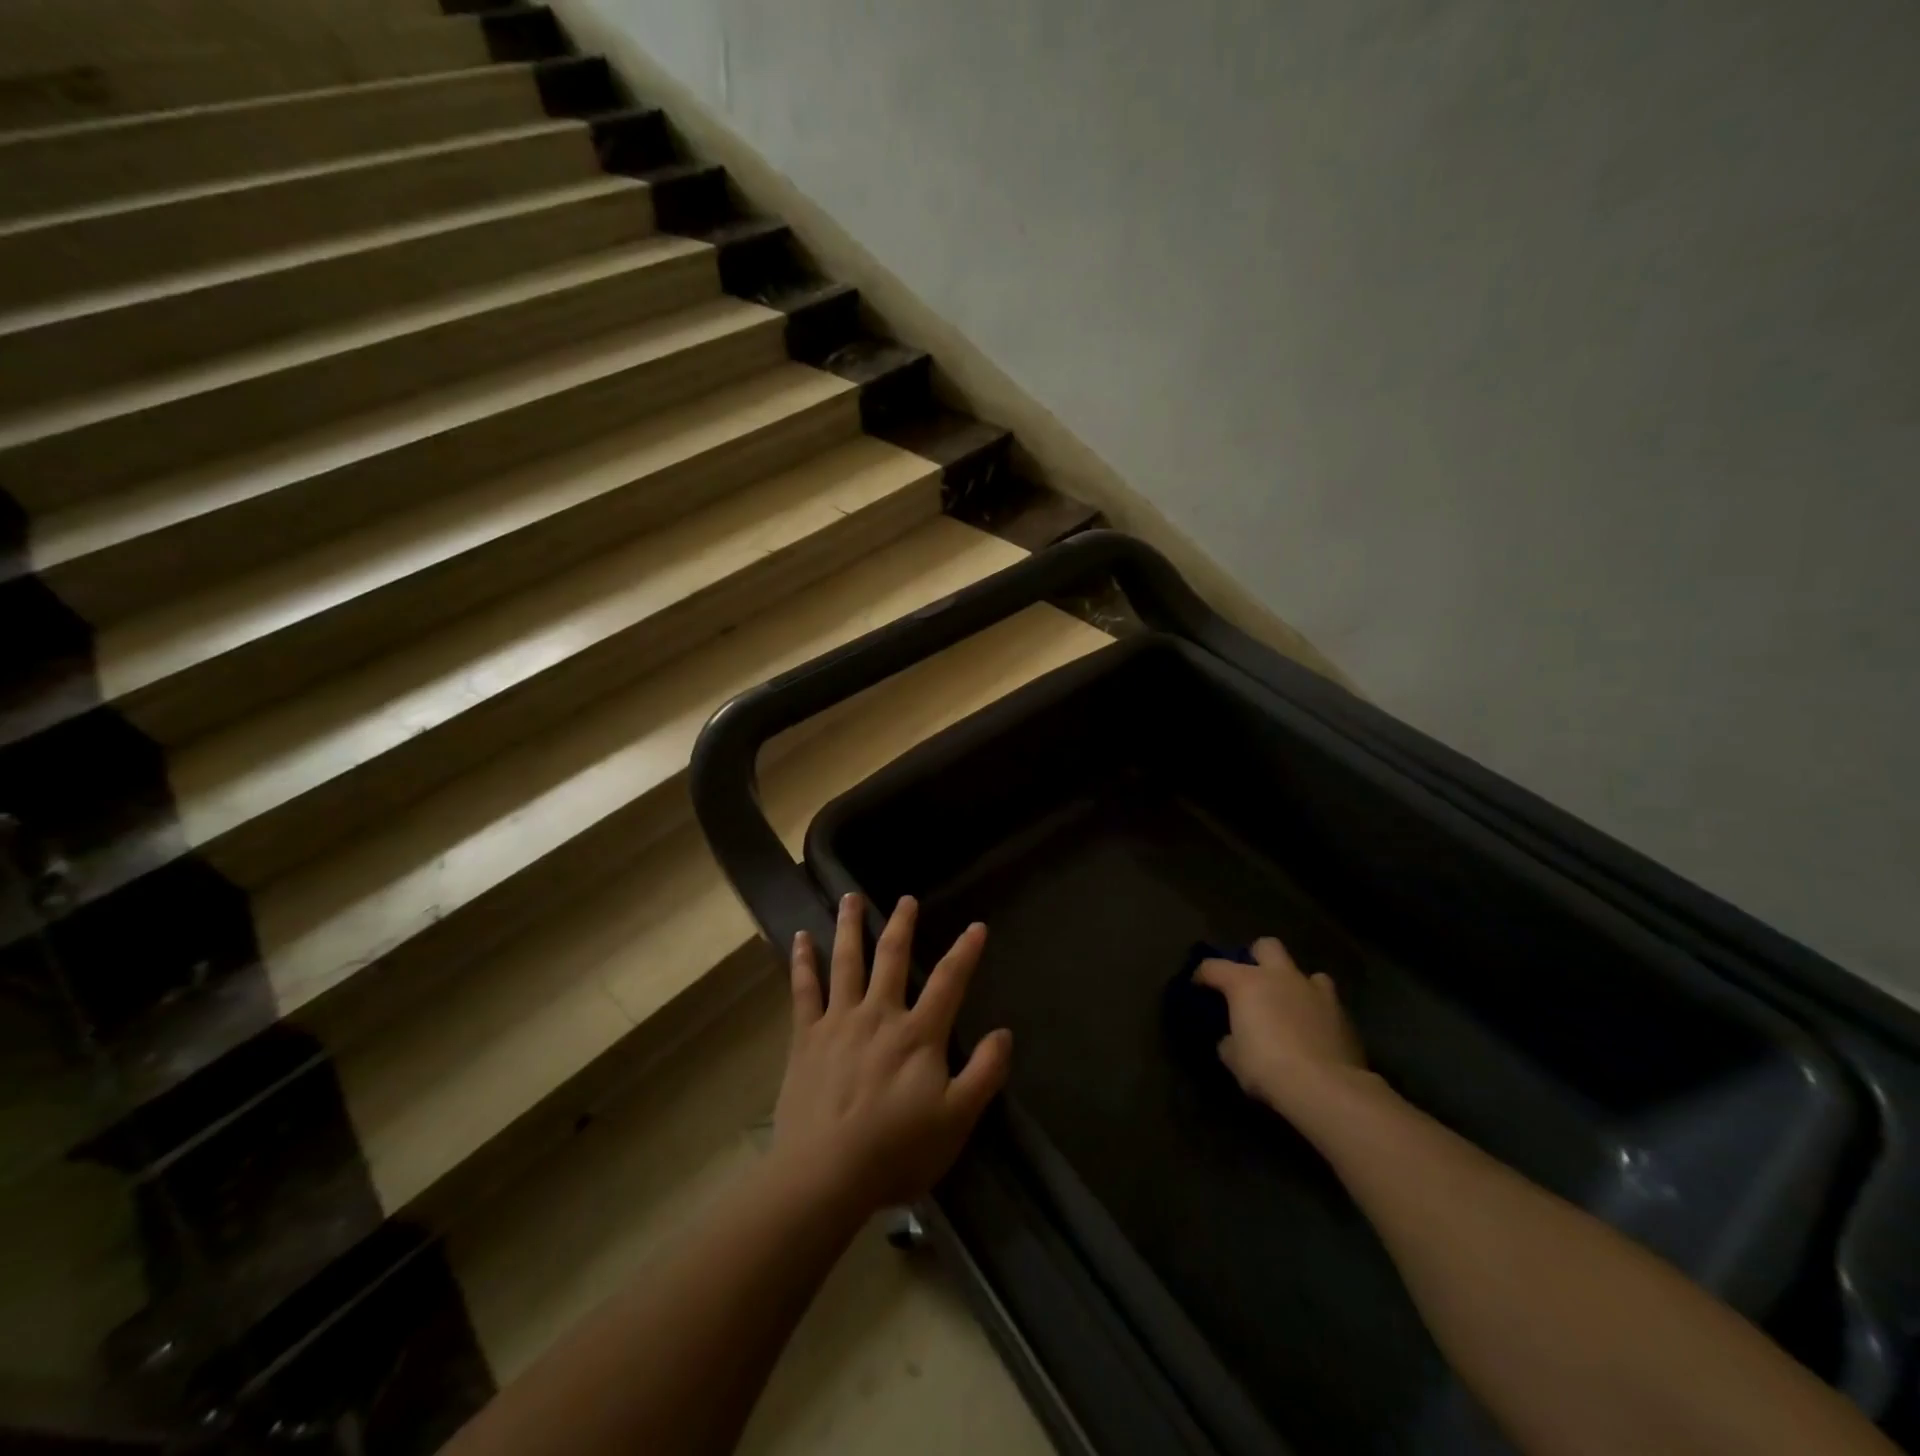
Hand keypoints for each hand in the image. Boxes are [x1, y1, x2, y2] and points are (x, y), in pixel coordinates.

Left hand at [770, 893, 1012, 1215]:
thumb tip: (1004, 1033)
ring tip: (850, 897)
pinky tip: (799, 938)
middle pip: (892, 957)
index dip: (965, 951)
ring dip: (850, 926)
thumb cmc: (896, 1151)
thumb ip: (984, 1074)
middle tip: (906, 899)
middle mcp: (879, 1015)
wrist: (824, 1175)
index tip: (976, 926)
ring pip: (846, 962)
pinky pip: (803, 990)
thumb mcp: (955, 1120)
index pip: (948, 981)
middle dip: (902, 925)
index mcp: (918, 1034)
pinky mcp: (805, 1037)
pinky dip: (802, 961)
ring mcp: (838, 1021)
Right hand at [1196, 936, 1365, 1114]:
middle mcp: (1280, 977)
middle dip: (1257, 958)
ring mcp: (1315, 992)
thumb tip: (1233, 1038)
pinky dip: (1317, 1012)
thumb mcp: (1233, 1058)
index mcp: (1246, 982)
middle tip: (1252, 982)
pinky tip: (1313, 1032)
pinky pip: (1327, 1003)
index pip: (1214, 966)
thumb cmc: (1267, 1067)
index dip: (1202, 975)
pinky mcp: (1343, 1015)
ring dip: (1295, 985)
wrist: (1326, 1088)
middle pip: (1266, 946)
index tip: (1198, 986)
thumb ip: (1230, 1040)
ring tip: (1290, 1006)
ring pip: (1305, 972)